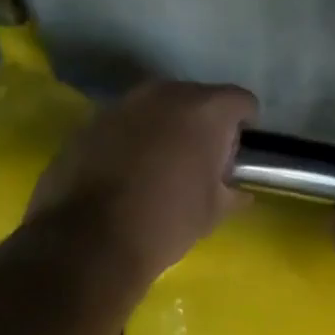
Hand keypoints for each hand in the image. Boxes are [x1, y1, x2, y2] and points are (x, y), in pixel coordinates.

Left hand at [28, 80, 256, 281]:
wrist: (91, 240)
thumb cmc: (167, 222)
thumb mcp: (213, 212)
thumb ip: (232, 192)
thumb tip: (238, 191)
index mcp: (205, 111)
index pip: (241, 101)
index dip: (245, 126)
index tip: (237, 154)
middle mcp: (164, 94)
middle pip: (197, 98)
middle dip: (203, 124)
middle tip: (200, 161)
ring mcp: (122, 104)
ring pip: (157, 108)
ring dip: (165, 129)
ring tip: (161, 167)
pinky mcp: (90, 122)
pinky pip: (124, 124)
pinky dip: (132, 139)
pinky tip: (127, 172)